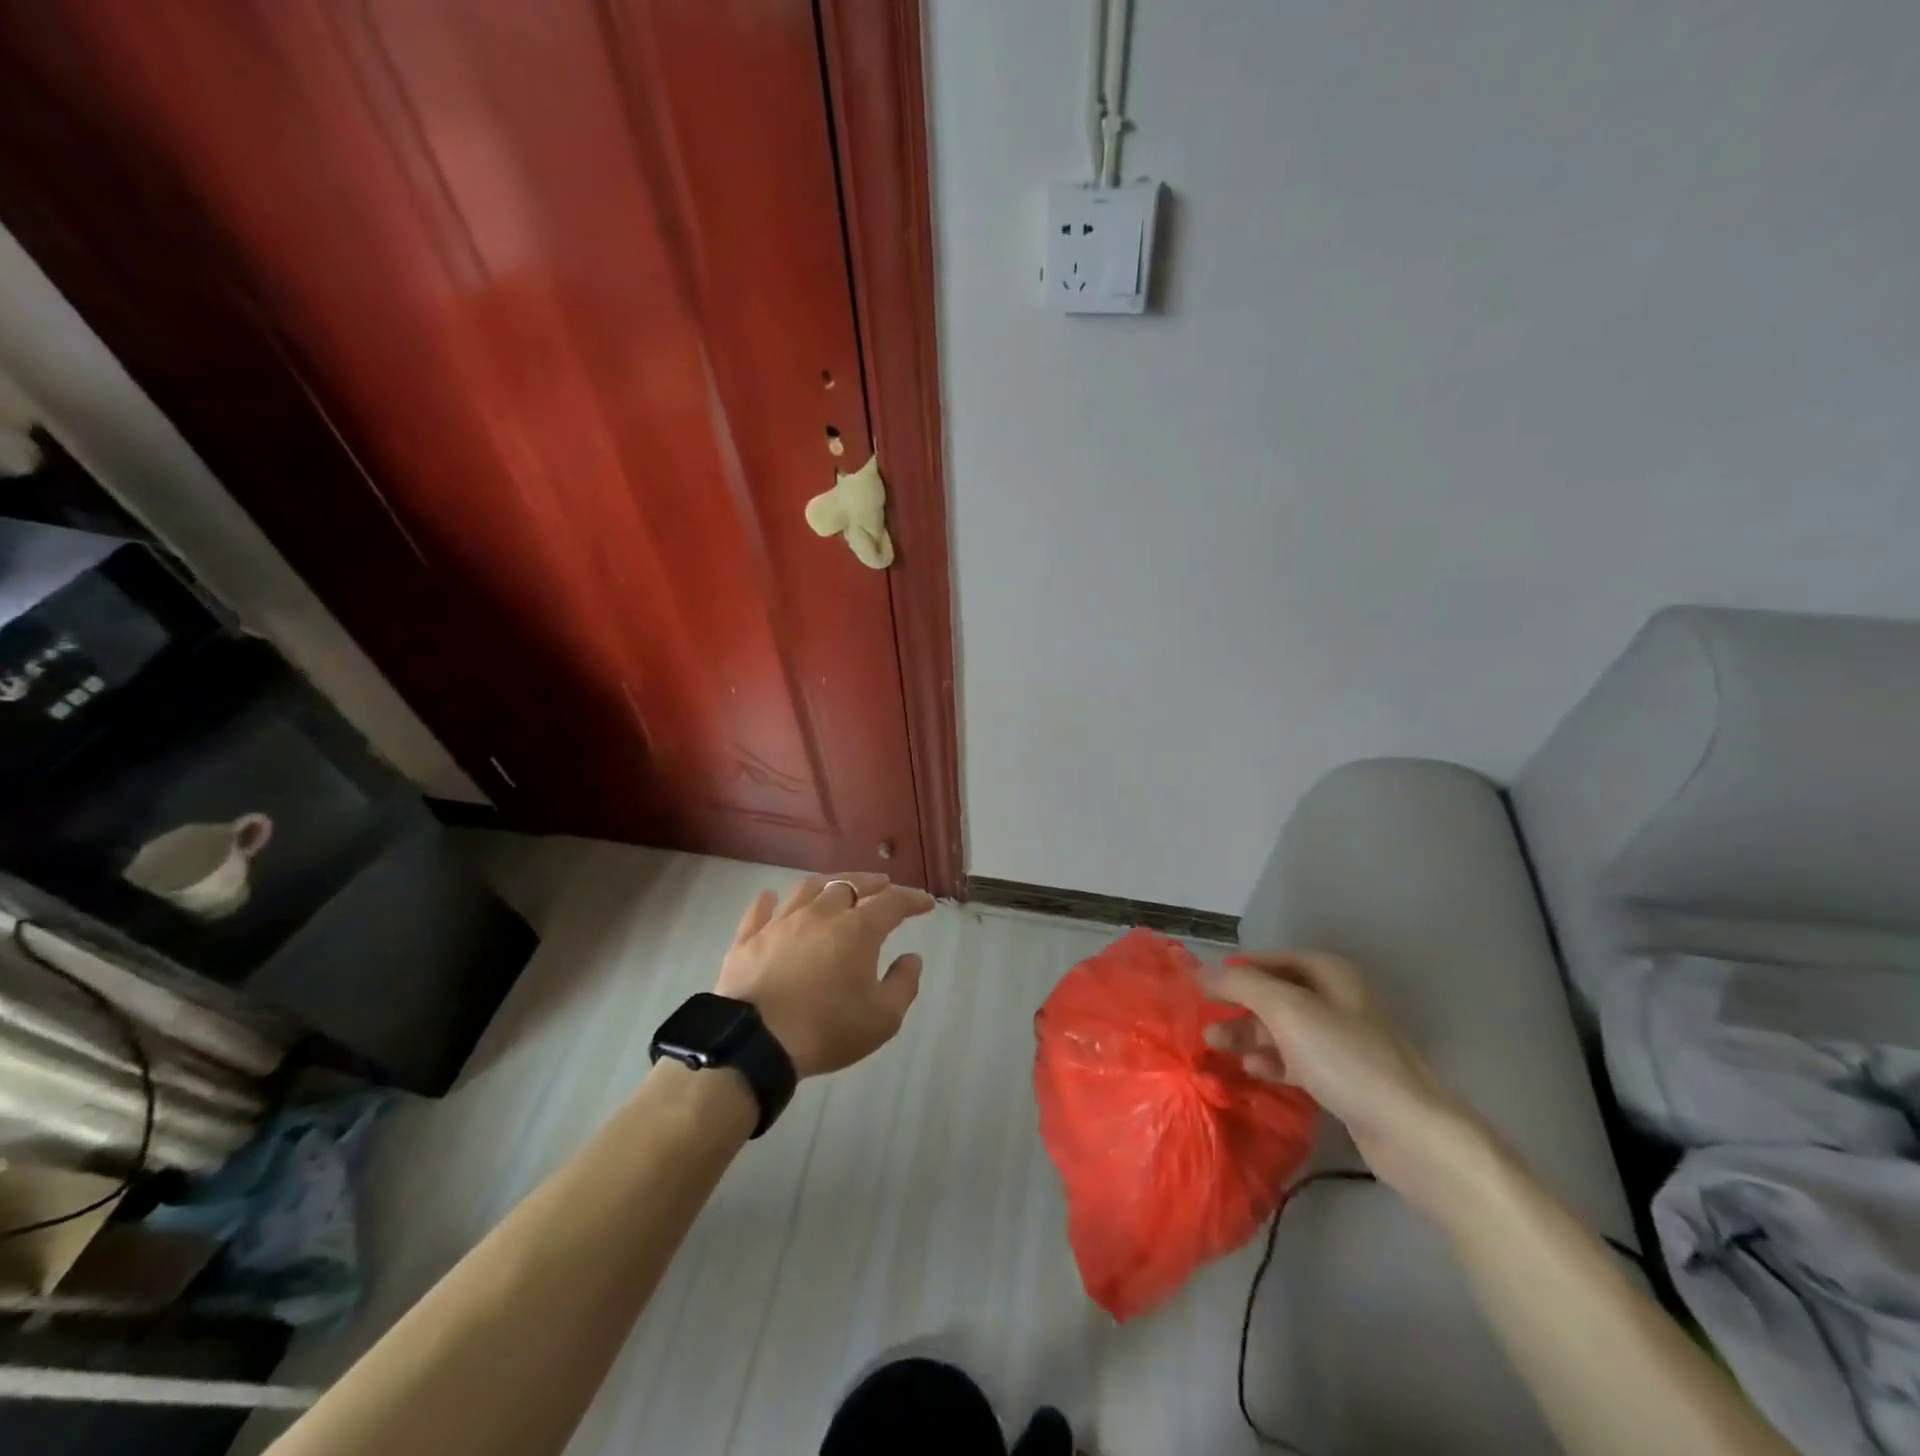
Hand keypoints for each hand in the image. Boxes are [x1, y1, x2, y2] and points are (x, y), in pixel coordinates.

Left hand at [715, 873, 934, 1077]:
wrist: (755, 1043)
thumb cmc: (827, 1029)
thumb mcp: (882, 1018)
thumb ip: (903, 984)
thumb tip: (911, 958)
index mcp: (857, 929)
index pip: (892, 902)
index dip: (911, 899)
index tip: (925, 903)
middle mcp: (820, 914)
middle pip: (849, 885)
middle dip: (871, 883)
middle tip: (883, 885)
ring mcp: (780, 923)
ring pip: (807, 889)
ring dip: (828, 883)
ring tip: (837, 886)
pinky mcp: (748, 939)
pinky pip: (760, 911)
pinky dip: (769, 901)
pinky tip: (770, 897)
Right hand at [1200, 950, 1485, 1208]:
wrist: (1411, 1133)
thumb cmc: (1346, 1059)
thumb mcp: (1287, 1011)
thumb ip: (1241, 985)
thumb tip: (1201, 971)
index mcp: (1331, 974)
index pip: (1272, 960)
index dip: (1237, 971)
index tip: (1202, 987)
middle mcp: (1338, 1000)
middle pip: (1276, 995)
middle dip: (1239, 1007)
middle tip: (1205, 1023)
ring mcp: (1343, 1041)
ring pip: (1284, 1029)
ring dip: (1250, 1036)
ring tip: (1217, 1047)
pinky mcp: (1344, 1077)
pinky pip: (1297, 1059)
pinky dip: (1272, 1061)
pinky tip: (1252, 1071)